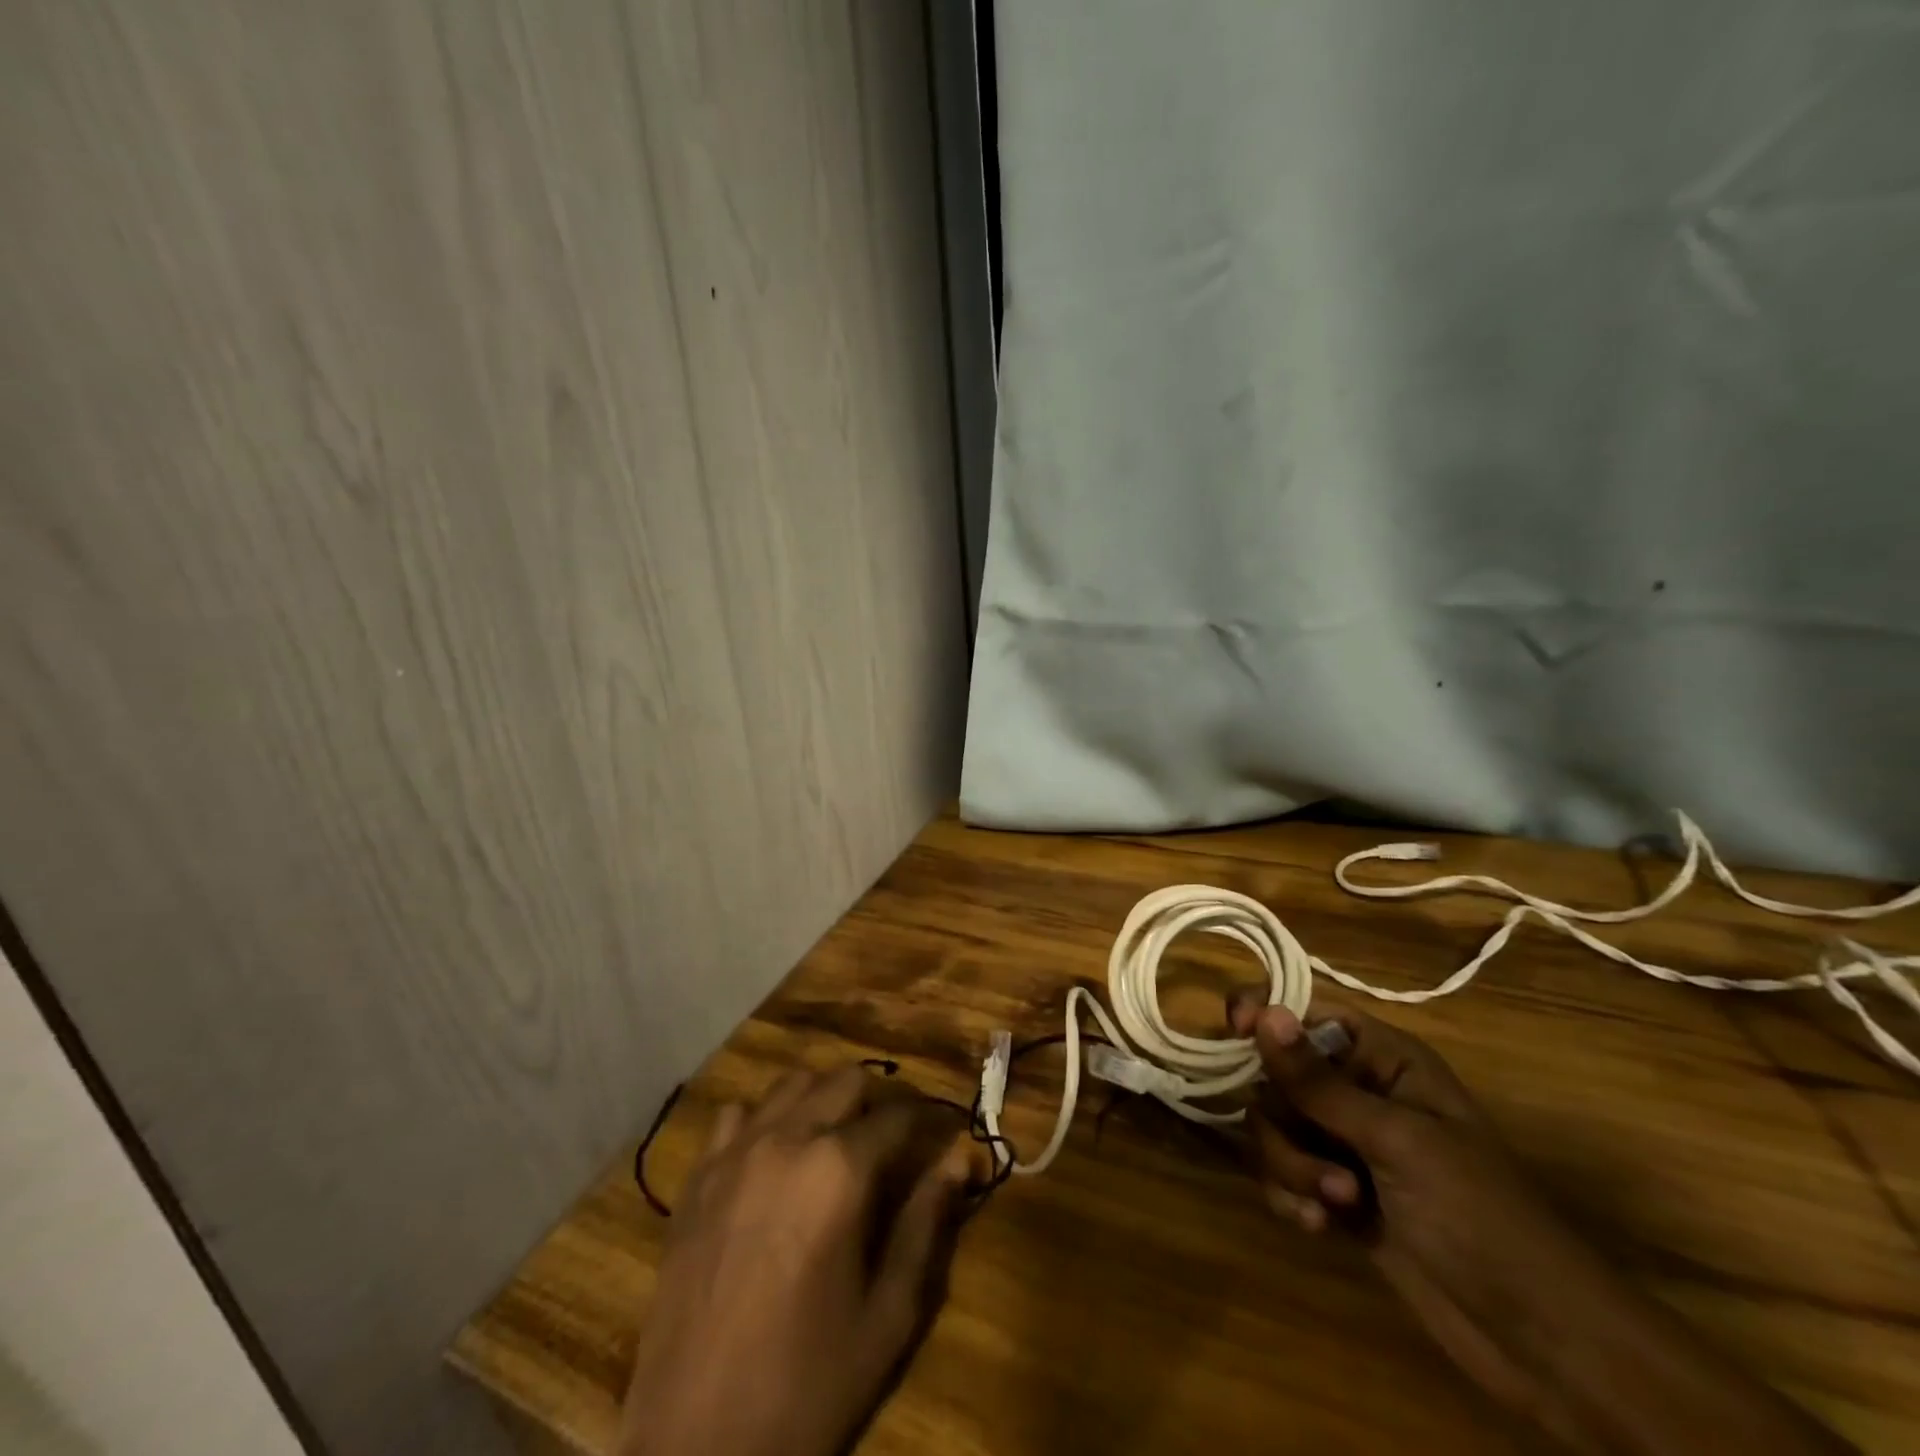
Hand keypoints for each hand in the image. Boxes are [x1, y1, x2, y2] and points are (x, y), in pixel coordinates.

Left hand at [618, 1066, 974, 1455]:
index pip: (900, 1114)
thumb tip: (959, 1157)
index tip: (946, 1136)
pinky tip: (774, 1157)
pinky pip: (737, 1115)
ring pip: (792, 1084)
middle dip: (881, 1100)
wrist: (695, 1444)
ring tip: (838, 1139)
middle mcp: (787, 1140)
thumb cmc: (807, 1383)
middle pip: (847, 1080)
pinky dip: (765, 1120)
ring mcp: (735, 1153)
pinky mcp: (698, 1177)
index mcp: (839, 1170)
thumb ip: (927, 1222)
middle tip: (896, 1139)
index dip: (930, 1121)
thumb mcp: (889, 1314)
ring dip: (824, 1099)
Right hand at [1230, 995, 1851, 1454]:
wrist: (1541, 1340)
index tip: (1232, 1029)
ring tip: (1336, 1203)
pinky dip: (1290, 1196)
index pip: (1306, 1011)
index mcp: (1382, 1058)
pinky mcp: (1336, 1193)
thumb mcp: (1395, 1140)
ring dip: (1290, 1165)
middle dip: (1285, 1119)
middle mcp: (1358, 1091)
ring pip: (1273, 1127)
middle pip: (1275, 1075)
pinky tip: (1320, 1228)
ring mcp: (1345, 1144)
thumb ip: (1318, 1081)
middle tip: (1323, 1162)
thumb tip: (1261, 1009)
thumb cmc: (1479, 1216)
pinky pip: (1281, 1174)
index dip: (1264, 1012)